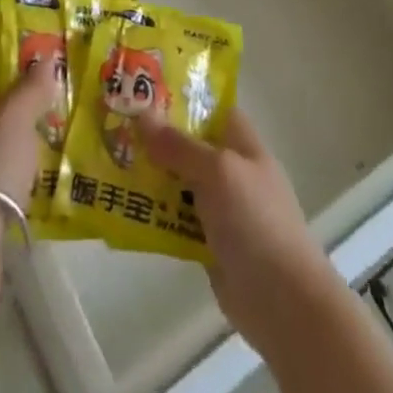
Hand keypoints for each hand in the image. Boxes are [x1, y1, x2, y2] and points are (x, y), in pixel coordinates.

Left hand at [0, 60, 59, 211]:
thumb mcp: (16, 118)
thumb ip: (31, 88)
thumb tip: (44, 59)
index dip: (19, 78)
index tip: (48, 83)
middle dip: (22, 121)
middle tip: (57, 124)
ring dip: (18, 158)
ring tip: (52, 162)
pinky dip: (13, 190)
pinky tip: (35, 197)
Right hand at [138, 108, 339, 360]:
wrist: (284, 302)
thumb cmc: (256, 220)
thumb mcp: (218, 171)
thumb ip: (179, 145)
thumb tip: (142, 114)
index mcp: (241, 142)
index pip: (209, 107)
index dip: (179, 96)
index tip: (141, 90)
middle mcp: (230, 169)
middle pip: (188, 144)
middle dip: (155, 136)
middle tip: (114, 124)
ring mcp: (220, 207)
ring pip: (177, 181)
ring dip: (149, 175)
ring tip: (109, 161)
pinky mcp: (208, 242)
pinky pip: (175, 218)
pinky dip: (153, 212)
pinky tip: (123, 205)